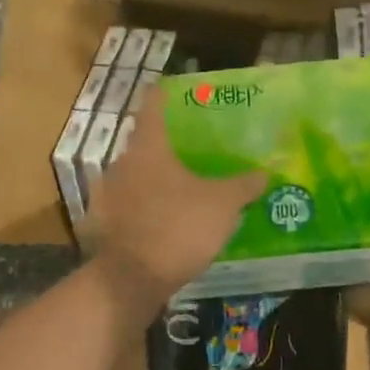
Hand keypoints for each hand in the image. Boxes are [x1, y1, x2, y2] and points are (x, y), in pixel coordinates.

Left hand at [86, 86, 264, 301]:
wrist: (130, 280)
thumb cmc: (178, 227)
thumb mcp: (222, 205)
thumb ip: (244, 185)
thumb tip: (266, 171)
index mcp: (148, 148)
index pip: (152, 106)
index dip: (164, 94)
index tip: (175, 89)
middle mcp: (121, 163)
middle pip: (144, 143)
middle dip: (167, 145)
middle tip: (192, 148)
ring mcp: (108, 194)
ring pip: (135, 176)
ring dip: (154, 178)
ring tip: (181, 186)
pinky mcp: (103, 223)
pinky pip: (128, 205)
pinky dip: (144, 206)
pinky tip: (162, 218)